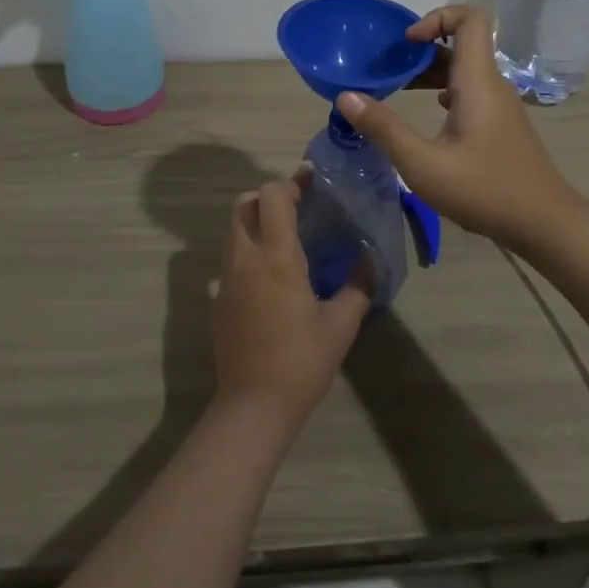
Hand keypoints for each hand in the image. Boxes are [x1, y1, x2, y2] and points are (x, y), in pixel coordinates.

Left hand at [213, 173, 369, 425]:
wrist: (253, 407)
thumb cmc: (301, 362)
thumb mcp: (340, 326)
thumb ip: (358, 287)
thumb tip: (371, 261)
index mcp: (276, 257)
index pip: (272, 197)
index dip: (290, 183)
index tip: (311, 181)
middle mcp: (245, 258)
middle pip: (244, 204)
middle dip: (268, 196)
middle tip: (297, 206)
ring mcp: (225, 278)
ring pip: (233, 229)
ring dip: (255, 220)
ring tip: (285, 236)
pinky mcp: (217, 299)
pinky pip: (230, 257)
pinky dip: (247, 248)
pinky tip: (270, 275)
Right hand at [335, 5, 584, 248]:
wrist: (546, 225)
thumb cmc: (485, 190)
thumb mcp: (423, 165)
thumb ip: (383, 129)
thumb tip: (346, 97)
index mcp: (478, 81)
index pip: (470, 18)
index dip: (437, 16)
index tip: (407, 42)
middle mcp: (492, 85)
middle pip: (462, 43)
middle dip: (423, 47)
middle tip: (389, 67)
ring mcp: (500, 105)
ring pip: (465, 70)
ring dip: (431, 71)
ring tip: (397, 88)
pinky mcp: (501, 125)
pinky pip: (470, 91)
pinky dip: (444, 91)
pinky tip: (427, 114)